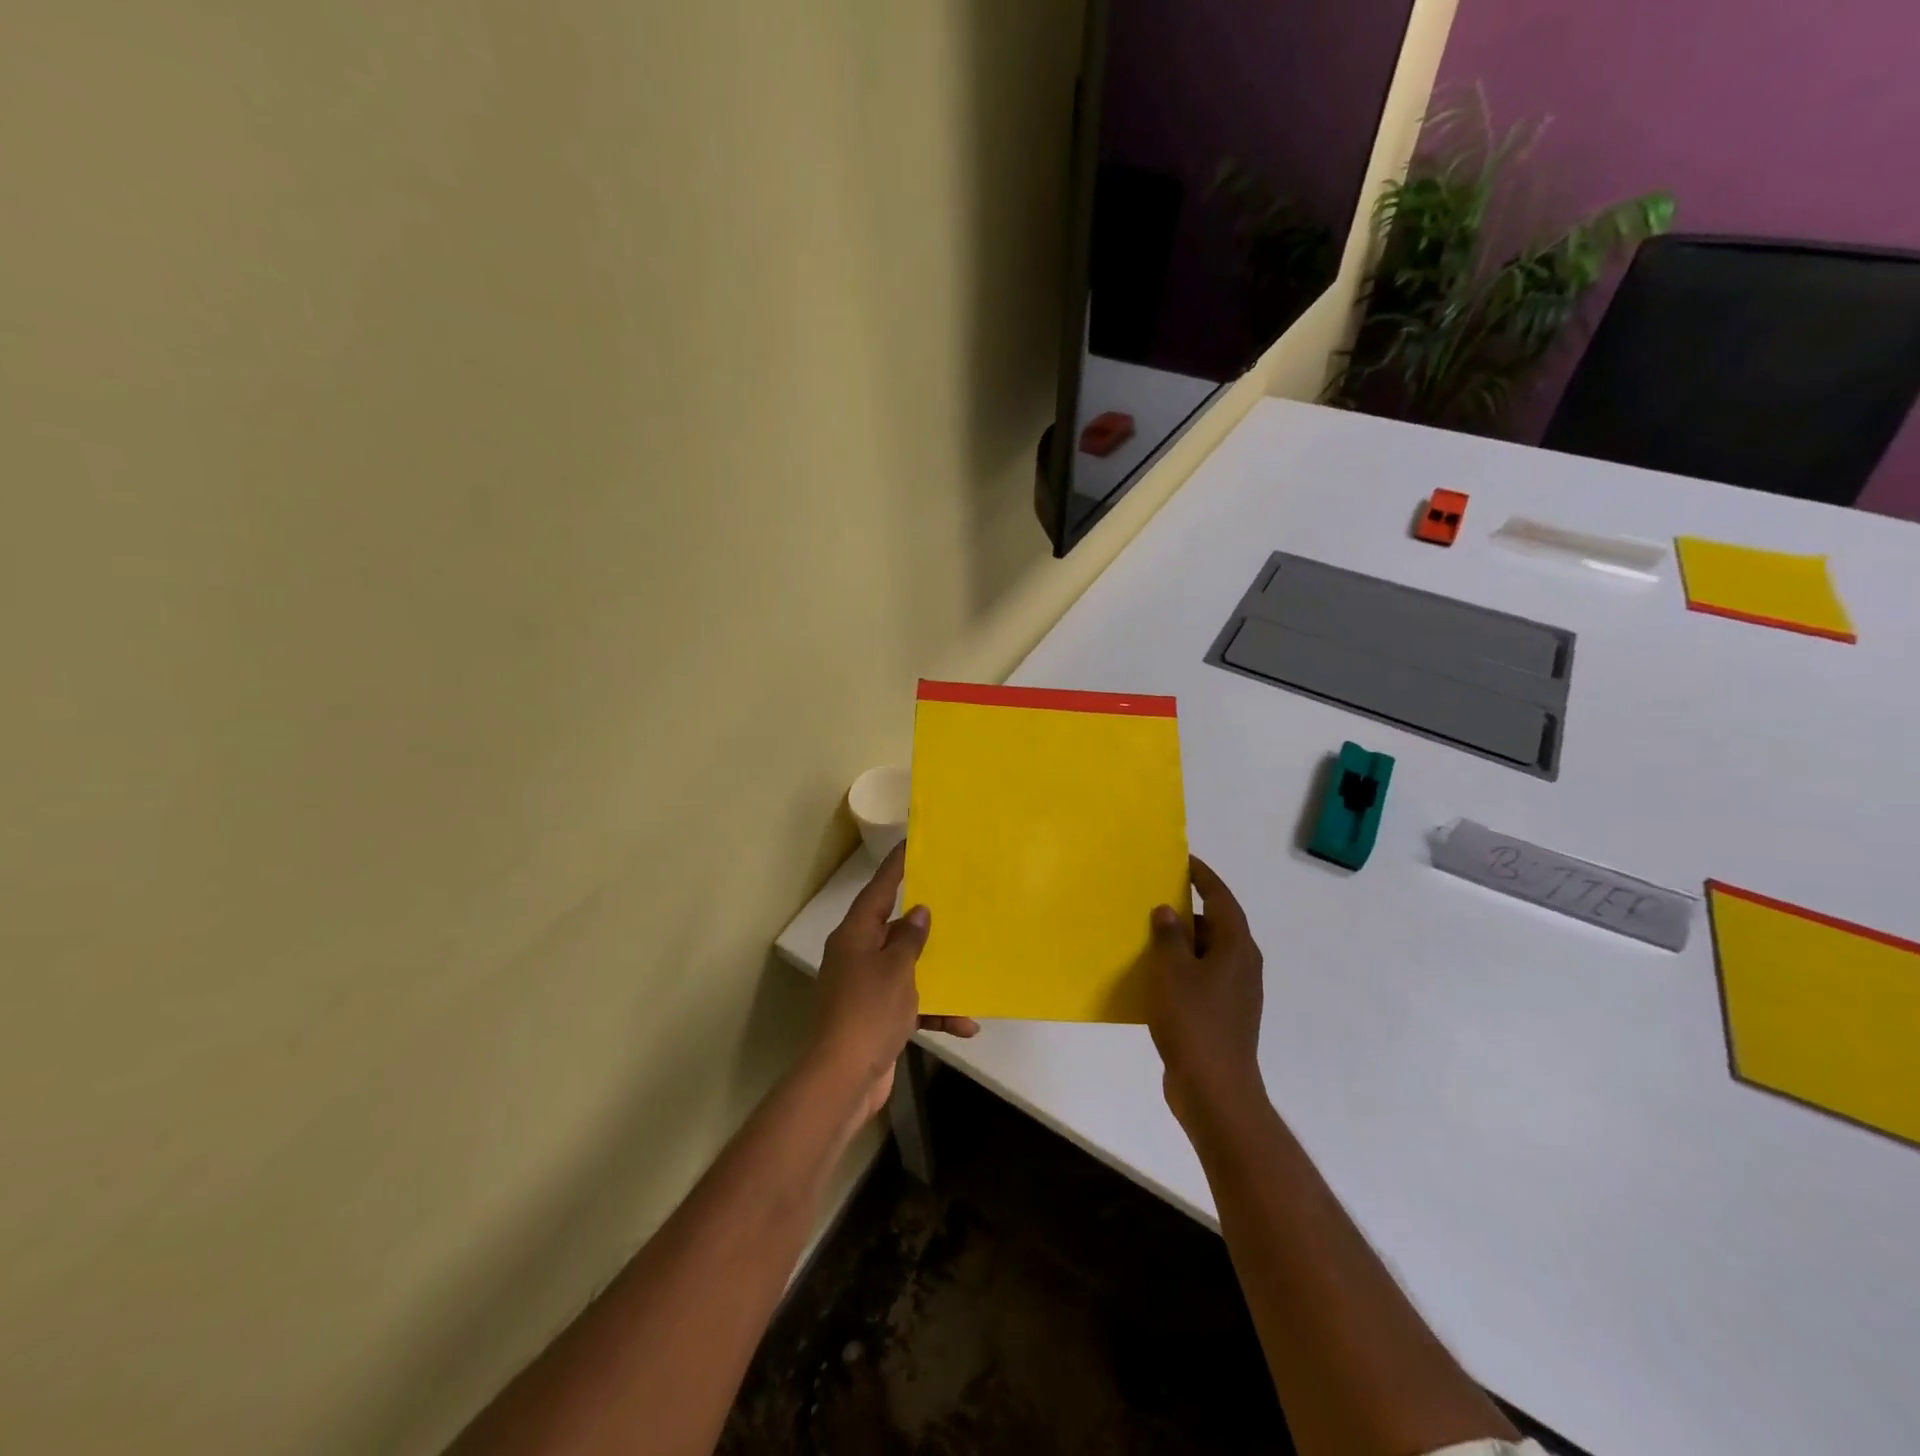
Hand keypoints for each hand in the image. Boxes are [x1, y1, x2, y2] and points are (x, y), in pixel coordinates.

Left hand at [812, 843, 978, 1118]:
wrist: (844, 1078)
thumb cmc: (869, 1012)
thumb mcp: (896, 969)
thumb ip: (910, 938)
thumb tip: (918, 911)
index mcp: (855, 936)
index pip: (878, 890)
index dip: (896, 867)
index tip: (912, 843)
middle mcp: (857, 956)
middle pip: (892, 928)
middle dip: (923, 921)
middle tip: (953, 901)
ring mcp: (865, 988)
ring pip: (906, 968)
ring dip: (936, 973)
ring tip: (970, 964)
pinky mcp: (876, 1017)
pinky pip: (910, 1003)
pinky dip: (934, 1010)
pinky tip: (965, 1024)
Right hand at [1145, 856, 1265, 1129]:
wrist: (1215, 1089)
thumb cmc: (1193, 1021)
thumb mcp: (1172, 971)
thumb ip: (1169, 936)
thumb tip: (1168, 911)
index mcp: (1236, 947)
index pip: (1222, 898)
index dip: (1204, 877)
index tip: (1184, 861)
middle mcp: (1243, 964)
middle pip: (1217, 925)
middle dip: (1188, 911)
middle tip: (1156, 899)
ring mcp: (1237, 993)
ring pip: (1208, 954)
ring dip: (1183, 943)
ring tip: (1149, 936)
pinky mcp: (1225, 1015)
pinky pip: (1203, 978)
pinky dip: (1183, 969)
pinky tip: (1156, 977)